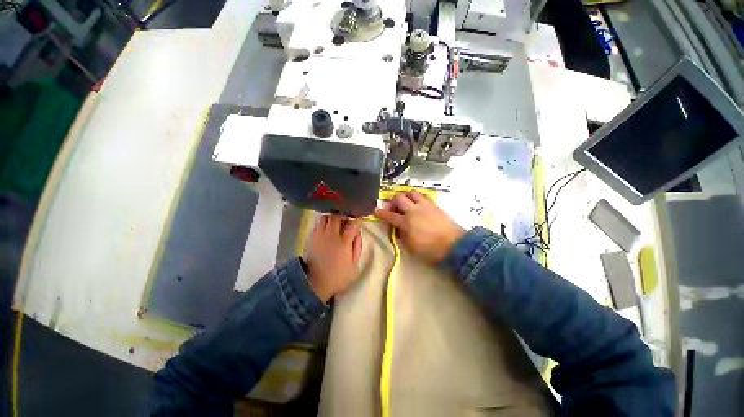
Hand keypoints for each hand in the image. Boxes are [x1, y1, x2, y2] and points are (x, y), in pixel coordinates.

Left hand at [305, 215, 362, 301]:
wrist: (315, 284)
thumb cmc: (338, 276)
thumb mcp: (354, 266)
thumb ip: (357, 247)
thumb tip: (357, 234)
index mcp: (344, 242)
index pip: (353, 224)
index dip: (357, 219)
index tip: (359, 219)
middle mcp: (331, 235)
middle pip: (336, 216)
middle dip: (343, 216)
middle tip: (346, 221)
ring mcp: (319, 236)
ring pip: (325, 218)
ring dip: (331, 218)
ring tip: (335, 224)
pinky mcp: (311, 238)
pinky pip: (317, 225)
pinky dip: (323, 224)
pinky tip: (326, 230)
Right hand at [375, 191, 464, 263]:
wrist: (455, 245)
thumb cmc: (431, 250)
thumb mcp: (411, 247)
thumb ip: (402, 235)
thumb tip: (398, 227)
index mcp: (406, 222)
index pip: (389, 215)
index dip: (381, 213)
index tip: (376, 211)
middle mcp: (414, 210)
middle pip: (399, 198)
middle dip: (392, 201)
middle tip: (393, 207)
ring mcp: (425, 205)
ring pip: (411, 193)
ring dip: (405, 196)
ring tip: (405, 202)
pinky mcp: (434, 205)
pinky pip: (423, 195)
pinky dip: (417, 197)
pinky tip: (418, 203)